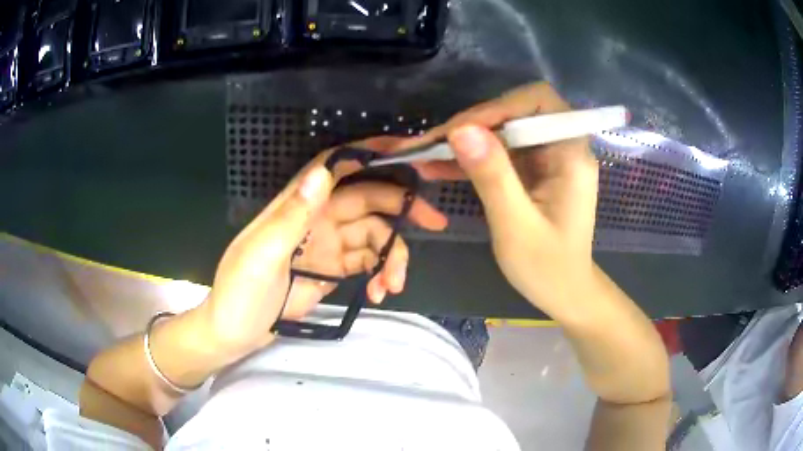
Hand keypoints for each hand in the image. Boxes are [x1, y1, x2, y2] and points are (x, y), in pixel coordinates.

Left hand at [200, 138, 446, 354]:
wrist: (235, 333)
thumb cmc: (240, 292)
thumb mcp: (262, 256)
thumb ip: (293, 215)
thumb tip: (323, 172)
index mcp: (297, 205)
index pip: (337, 165)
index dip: (371, 153)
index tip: (409, 151)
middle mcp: (317, 217)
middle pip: (369, 199)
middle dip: (402, 208)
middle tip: (435, 222)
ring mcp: (328, 245)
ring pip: (374, 235)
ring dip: (391, 256)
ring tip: (393, 285)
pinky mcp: (334, 270)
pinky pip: (367, 263)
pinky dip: (379, 275)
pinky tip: (379, 294)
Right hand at [395, 82, 599, 318]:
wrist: (564, 292)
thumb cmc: (548, 268)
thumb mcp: (516, 226)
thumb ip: (492, 176)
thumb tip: (461, 130)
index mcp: (571, 154)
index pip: (538, 101)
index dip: (497, 107)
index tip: (459, 131)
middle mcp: (562, 146)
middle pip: (516, 112)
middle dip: (473, 124)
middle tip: (431, 145)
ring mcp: (547, 158)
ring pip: (502, 131)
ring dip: (465, 141)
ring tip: (424, 156)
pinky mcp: (534, 170)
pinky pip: (500, 152)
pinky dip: (471, 158)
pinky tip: (439, 167)